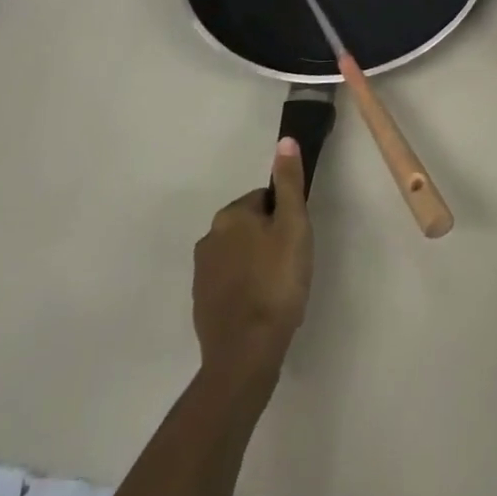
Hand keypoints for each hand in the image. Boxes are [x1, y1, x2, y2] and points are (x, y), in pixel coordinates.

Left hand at [192, 139, 312, 393]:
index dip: (285, 218)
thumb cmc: (276, 282)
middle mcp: (208, 238)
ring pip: (239, 256)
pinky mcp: (201, 305)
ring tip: (278, 290)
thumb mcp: (293, 225)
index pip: (264, 200)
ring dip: (256, 265)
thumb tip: (285, 140)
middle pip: (249, 227)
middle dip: (269, 240)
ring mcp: (201, 274)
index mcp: (230, 215)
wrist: (245, 355)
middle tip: (291, 265)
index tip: (296, 241)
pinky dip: (245, 290)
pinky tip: (262, 309)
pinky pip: (229, 284)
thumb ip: (289, 182)